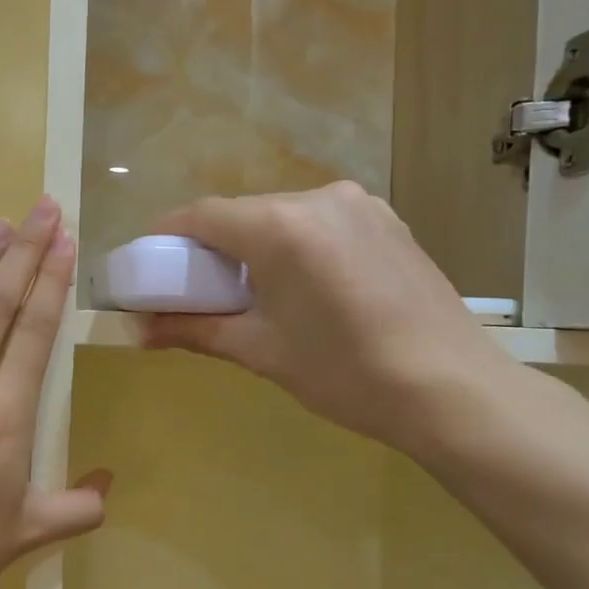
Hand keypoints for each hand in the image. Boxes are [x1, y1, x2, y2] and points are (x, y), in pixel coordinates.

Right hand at [140, 182, 517, 454]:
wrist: (451, 390)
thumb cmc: (344, 372)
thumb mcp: (259, 351)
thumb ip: (194, 330)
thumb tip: (137, 333)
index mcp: (280, 227)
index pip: (201, 214)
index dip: (165, 236)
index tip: (148, 266)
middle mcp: (319, 198)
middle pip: (241, 214)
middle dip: (210, 248)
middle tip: (196, 291)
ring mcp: (359, 205)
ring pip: (281, 216)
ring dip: (253, 247)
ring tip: (252, 296)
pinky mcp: (386, 221)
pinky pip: (319, 223)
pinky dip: (294, 246)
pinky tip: (302, 288)